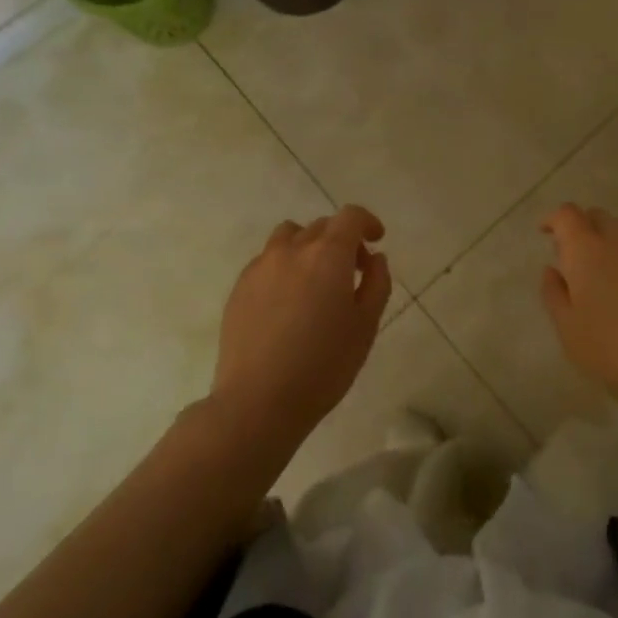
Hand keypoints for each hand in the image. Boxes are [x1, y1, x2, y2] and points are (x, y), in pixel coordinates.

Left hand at [210, 206, 391, 451]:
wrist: (258, 401)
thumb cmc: (323, 365)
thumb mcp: (366, 326)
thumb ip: (377, 284)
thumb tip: (375, 259)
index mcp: (328, 254)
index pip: (350, 216)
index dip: (367, 222)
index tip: (376, 240)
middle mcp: (292, 249)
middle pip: (321, 226)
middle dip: (342, 240)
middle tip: (352, 272)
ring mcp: (261, 266)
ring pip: (289, 236)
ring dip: (309, 246)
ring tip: (315, 279)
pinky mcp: (239, 287)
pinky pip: (267, 261)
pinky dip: (284, 266)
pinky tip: (287, 302)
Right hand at [539, 204, 617, 427]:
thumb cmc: (614, 351)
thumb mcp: (569, 330)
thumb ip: (554, 294)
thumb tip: (552, 270)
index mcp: (587, 249)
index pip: (567, 214)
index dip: (554, 219)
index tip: (545, 233)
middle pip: (597, 216)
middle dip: (581, 228)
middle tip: (573, 257)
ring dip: (608, 238)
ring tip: (602, 271)